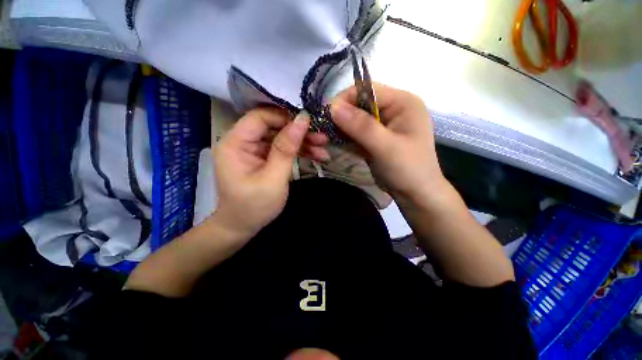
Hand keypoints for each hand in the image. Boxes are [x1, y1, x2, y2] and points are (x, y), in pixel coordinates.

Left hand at [213, 108, 328, 239]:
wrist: (243, 227)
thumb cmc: (255, 206)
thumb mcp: (273, 178)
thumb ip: (287, 148)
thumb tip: (302, 120)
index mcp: (235, 143)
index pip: (261, 117)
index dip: (285, 117)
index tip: (309, 123)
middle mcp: (242, 141)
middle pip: (274, 126)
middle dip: (299, 132)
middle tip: (322, 138)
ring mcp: (254, 150)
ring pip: (281, 137)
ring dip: (303, 143)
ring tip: (323, 149)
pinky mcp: (264, 158)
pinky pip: (282, 149)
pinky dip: (299, 152)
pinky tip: (317, 156)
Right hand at [330, 84, 447, 205]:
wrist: (416, 194)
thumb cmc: (408, 170)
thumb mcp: (386, 147)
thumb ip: (361, 126)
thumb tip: (333, 108)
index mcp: (402, 102)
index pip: (367, 90)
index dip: (345, 100)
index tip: (325, 115)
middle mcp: (393, 109)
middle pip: (360, 104)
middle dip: (341, 116)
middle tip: (324, 129)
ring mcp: (384, 124)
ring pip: (356, 119)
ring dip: (342, 128)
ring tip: (327, 137)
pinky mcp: (376, 138)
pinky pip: (357, 132)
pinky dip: (346, 137)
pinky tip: (336, 142)